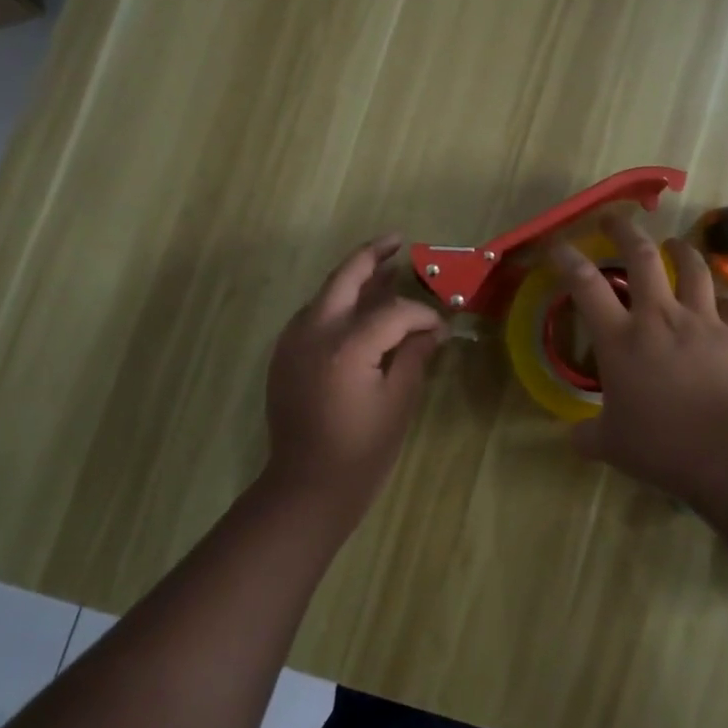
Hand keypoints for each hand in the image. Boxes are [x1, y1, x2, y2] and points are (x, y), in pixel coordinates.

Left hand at [264, 235, 445, 518]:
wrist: (306, 486)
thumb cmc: (361, 449)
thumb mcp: (399, 402)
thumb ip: (415, 355)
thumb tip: (433, 329)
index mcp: (347, 346)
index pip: (394, 312)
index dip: (422, 315)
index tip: (442, 328)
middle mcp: (314, 333)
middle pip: (345, 278)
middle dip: (372, 255)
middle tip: (397, 241)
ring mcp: (293, 342)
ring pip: (326, 294)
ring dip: (354, 279)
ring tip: (384, 269)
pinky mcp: (284, 355)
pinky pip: (314, 315)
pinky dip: (338, 304)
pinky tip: (357, 310)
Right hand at [550, 213, 727, 498]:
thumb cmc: (662, 445)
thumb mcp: (611, 446)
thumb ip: (587, 436)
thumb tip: (574, 438)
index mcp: (620, 339)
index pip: (584, 285)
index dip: (567, 258)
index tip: (557, 244)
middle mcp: (658, 317)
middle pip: (641, 256)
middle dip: (624, 230)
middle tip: (614, 219)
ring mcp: (701, 321)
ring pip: (692, 268)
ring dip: (680, 251)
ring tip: (674, 244)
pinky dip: (723, 299)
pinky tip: (721, 301)